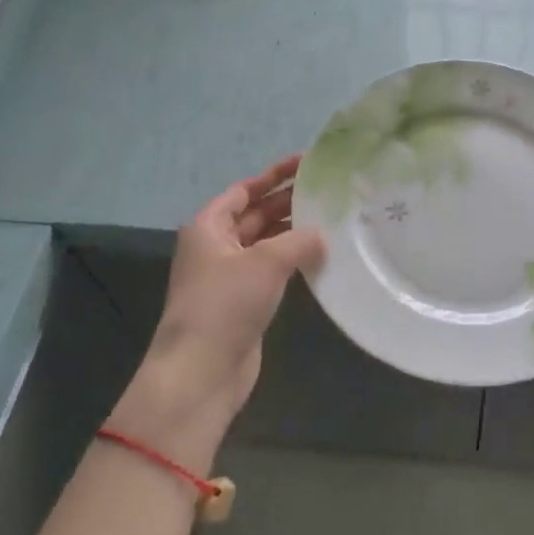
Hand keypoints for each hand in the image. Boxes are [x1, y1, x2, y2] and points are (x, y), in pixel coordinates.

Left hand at [110, 156, 323, 462]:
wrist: (201, 372)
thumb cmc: (225, 304)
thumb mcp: (265, 262)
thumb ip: (298, 241)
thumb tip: (322, 236)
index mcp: (209, 226)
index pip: (244, 190)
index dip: (274, 175)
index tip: (306, 162)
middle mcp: (216, 247)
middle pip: (255, 214)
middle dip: (288, 202)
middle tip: (328, 190)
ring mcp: (229, 277)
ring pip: (266, 243)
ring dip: (293, 232)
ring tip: (331, 219)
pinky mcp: (243, 303)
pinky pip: (272, 271)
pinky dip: (293, 261)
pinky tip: (321, 256)